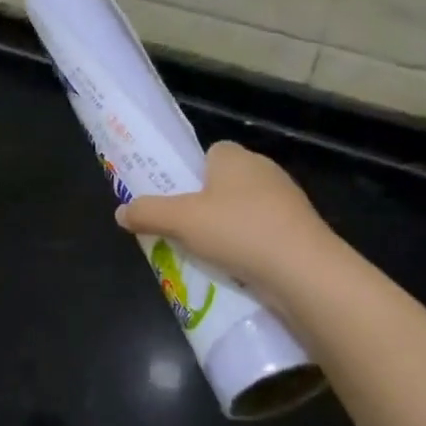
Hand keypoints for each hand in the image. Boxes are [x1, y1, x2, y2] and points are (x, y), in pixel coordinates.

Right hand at [115, 142, 338, 295]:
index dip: (191, 173)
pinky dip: (249, 248)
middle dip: (206, 204)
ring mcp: (288, 202)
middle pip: (225, 183)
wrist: (305, 272)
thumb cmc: (238, 231)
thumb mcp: (180, 221)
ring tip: (206, 255)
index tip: (176, 198)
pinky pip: (264, 234)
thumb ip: (147, 213)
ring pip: (245, 210)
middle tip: (183, 229)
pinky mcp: (302, 232)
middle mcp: (264, 171)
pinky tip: (236, 270)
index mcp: (235, 157)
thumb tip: (120, 212)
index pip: (210, 153)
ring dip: (228, 229)